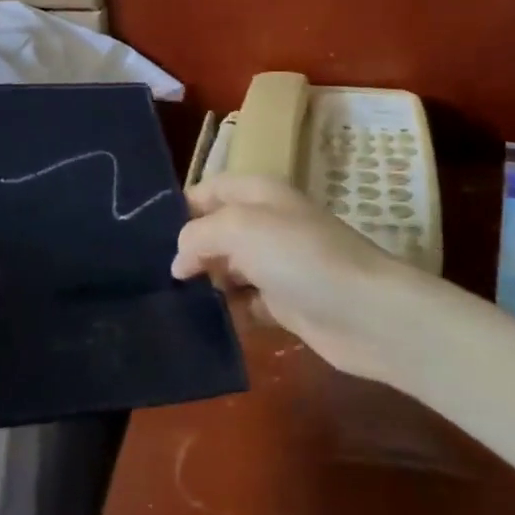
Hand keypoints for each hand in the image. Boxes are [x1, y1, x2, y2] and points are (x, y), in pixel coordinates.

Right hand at [172, 174, 421, 382]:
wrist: (367, 313)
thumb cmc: (300, 256)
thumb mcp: (239, 229)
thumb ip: (198, 236)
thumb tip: (179, 261)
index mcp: (258, 193)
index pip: (209, 189)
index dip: (181, 208)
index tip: (146, 236)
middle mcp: (267, 223)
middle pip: (215, 231)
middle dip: (188, 250)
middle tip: (152, 275)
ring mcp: (277, 264)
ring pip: (227, 269)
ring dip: (205, 284)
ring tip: (170, 303)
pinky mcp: (285, 303)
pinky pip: (245, 303)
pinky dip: (228, 312)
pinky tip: (206, 324)